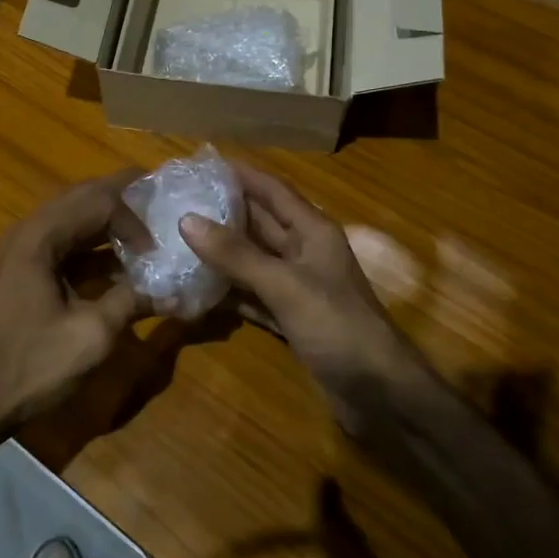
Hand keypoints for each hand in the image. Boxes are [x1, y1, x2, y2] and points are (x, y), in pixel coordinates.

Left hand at [0, 169, 148, 446]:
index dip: (134, 219)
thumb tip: (173, 290)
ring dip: (111, 221)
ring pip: (76, 218)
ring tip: (150, 227)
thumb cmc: (33, 364)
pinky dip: (97, 245)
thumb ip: (132, 301)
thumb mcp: (92, 334)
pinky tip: (123, 264)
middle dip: (124, 198)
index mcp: (41, 236)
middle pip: (84, 197)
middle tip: (162, 199)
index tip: (158, 249)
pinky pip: (68, 242)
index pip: (98, 202)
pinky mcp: (28, 270)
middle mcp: (30, 231)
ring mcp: (25, 249)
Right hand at [180, 164, 420, 422]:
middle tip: (179, 200)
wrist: (380, 394)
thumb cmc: (337, 326)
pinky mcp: (291, 319)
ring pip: (253, 259)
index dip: (241, 174)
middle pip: (260, 223)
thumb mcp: (285, 285)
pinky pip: (253, 294)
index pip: (272, 190)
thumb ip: (236, 254)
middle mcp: (305, 252)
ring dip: (221, 251)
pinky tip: (198, 287)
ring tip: (178, 237)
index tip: (202, 163)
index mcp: (313, 231)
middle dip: (223, 210)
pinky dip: (229, 290)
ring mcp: (297, 287)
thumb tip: (187, 219)